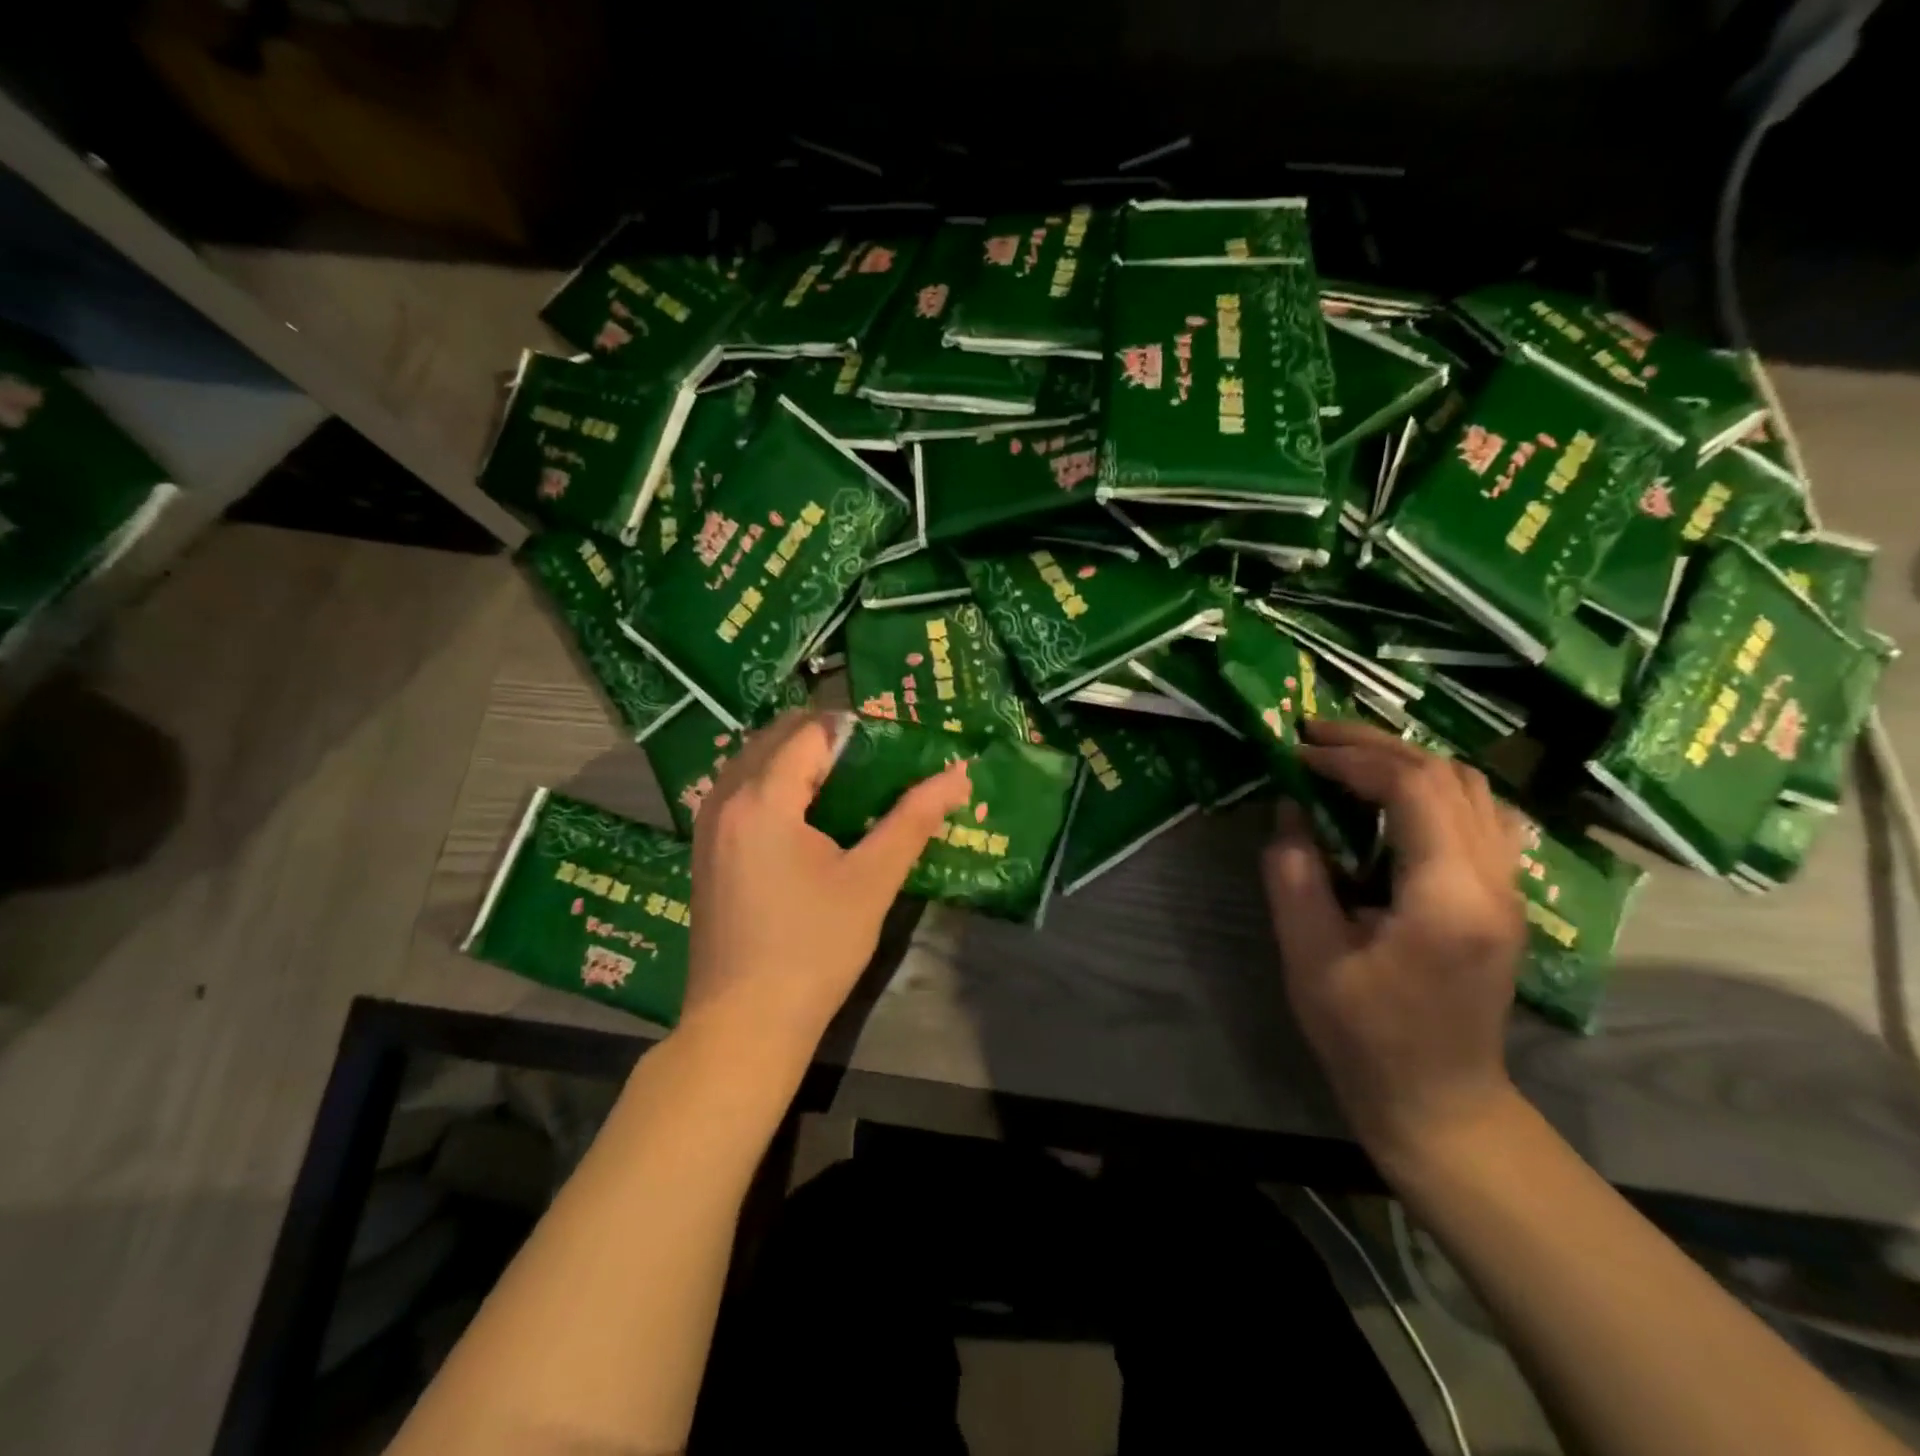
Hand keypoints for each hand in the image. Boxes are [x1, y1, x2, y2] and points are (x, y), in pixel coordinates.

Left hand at [681, 710, 971, 1054]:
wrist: (744, 1025)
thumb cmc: (813, 949)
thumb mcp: (872, 881)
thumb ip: (914, 819)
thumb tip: (958, 775)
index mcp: (762, 798)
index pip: (811, 732)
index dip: (856, 731)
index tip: (894, 747)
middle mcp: (726, 799)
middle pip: (777, 738)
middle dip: (827, 740)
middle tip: (876, 764)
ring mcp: (708, 826)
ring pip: (755, 763)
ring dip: (799, 761)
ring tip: (849, 787)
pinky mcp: (706, 851)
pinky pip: (741, 792)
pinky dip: (776, 786)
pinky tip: (810, 819)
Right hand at [1261, 718, 1526, 1170]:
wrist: (1439, 1100)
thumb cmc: (1365, 1036)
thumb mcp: (1309, 956)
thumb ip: (1294, 875)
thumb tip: (1290, 809)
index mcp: (1448, 897)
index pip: (1414, 789)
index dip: (1353, 758)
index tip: (1300, 751)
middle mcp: (1494, 881)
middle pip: (1449, 776)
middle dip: (1378, 746)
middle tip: (1316, 737)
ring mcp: (1508, 889)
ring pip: (1472, 789)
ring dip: (1408, 761)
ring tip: (1347, 759)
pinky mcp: (1502, 898)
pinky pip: (1479, 816)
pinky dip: (1433, 789)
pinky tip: (1393, 800)